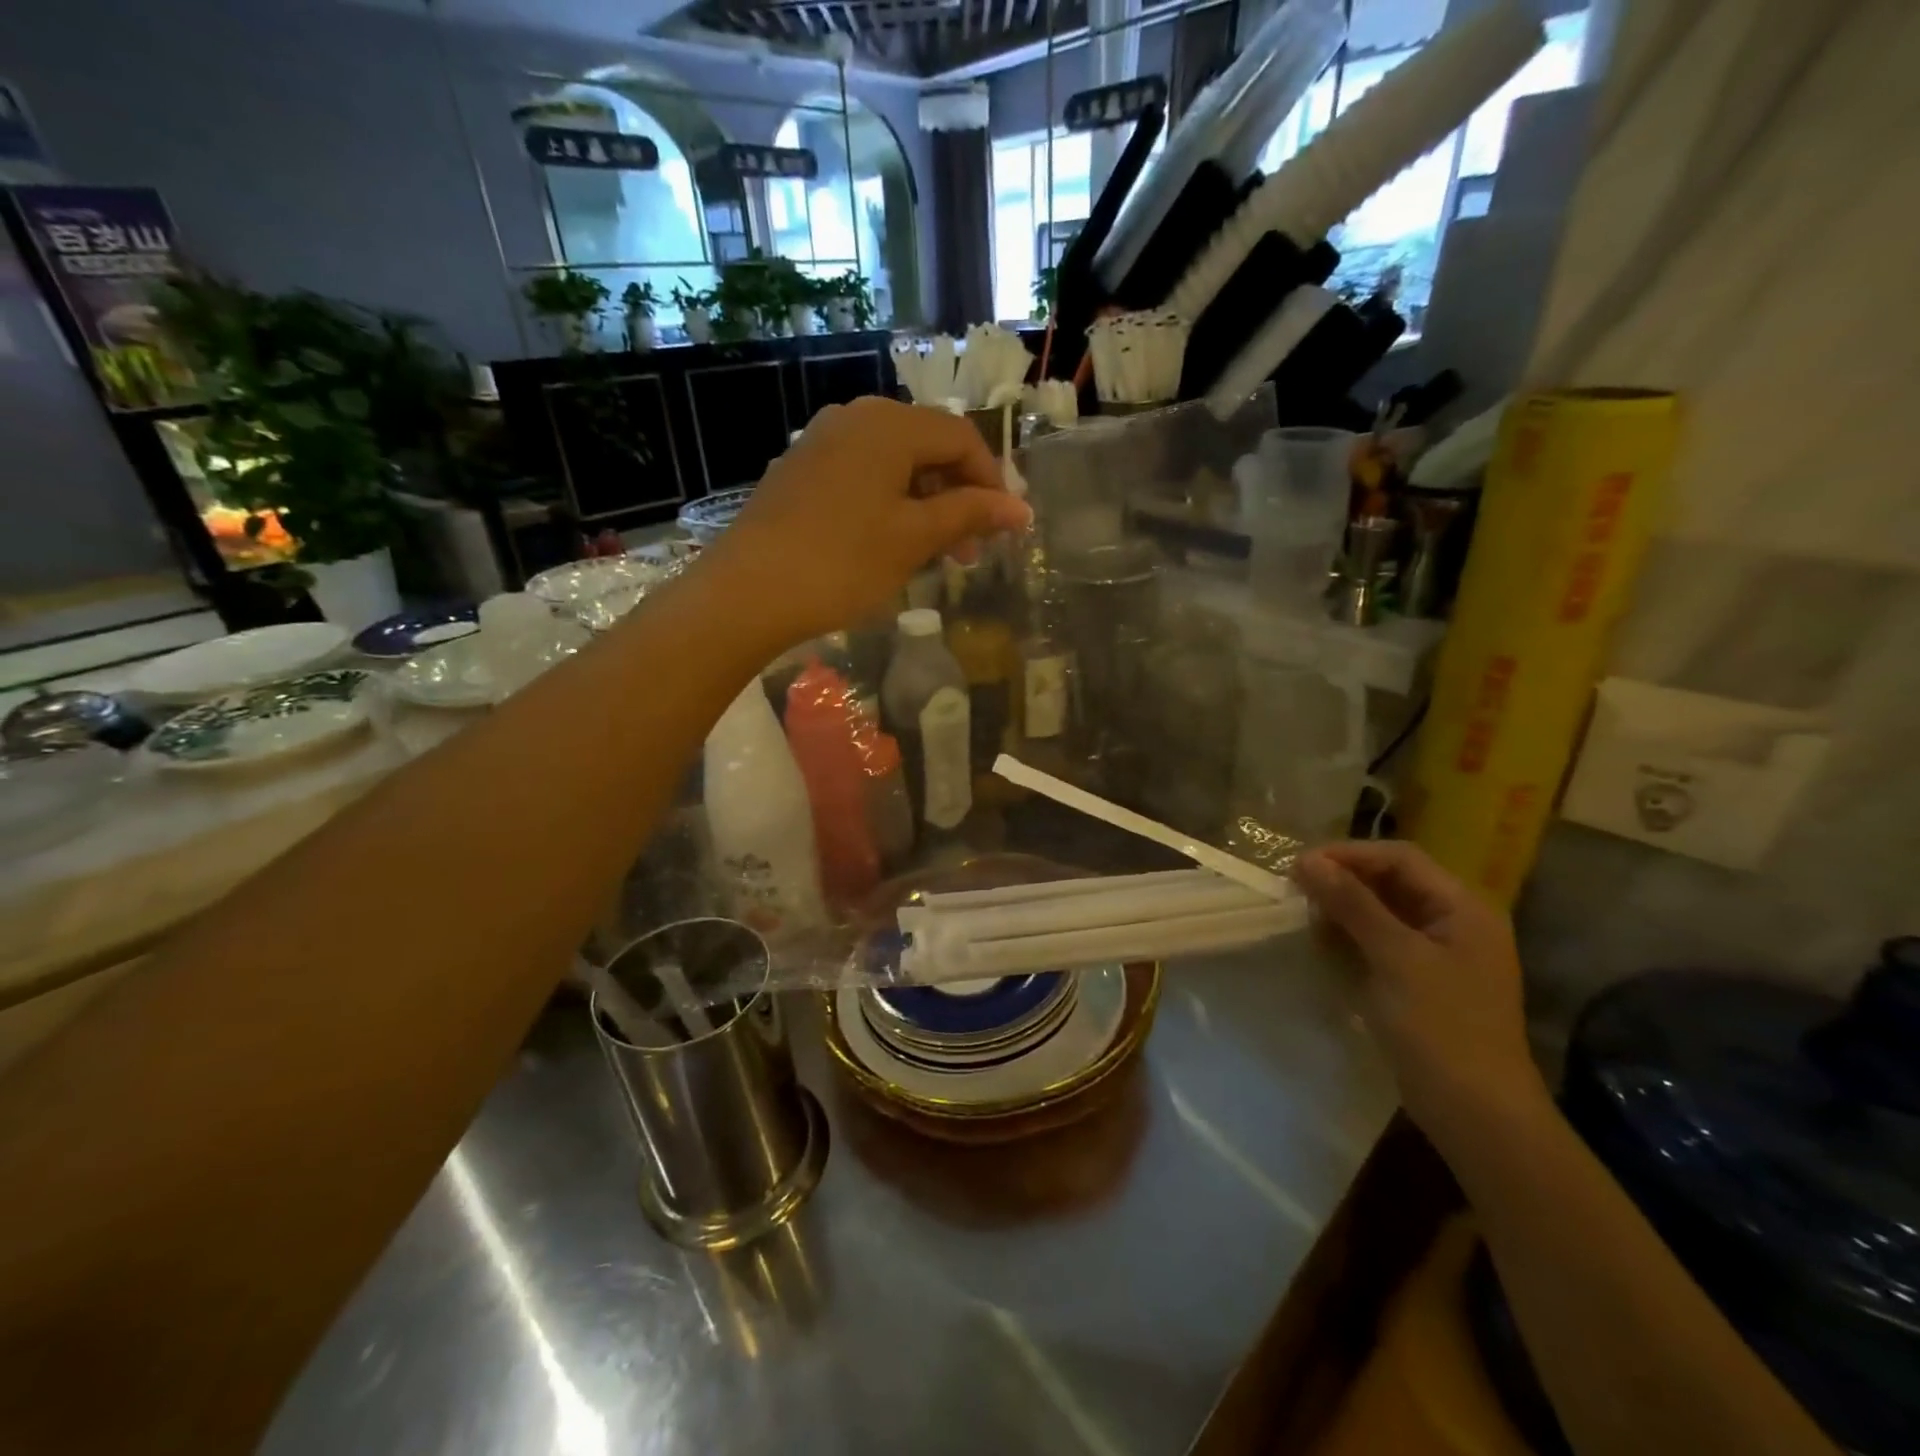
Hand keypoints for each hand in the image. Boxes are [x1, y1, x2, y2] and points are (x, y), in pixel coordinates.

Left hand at [702, 397, 1032, 645]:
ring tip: (936, 555)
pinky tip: (890, 545)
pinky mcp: (800, 472)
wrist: (747, 591)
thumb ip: (970, 514)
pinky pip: (862, 478)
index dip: (992, 482)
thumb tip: (1019, 509)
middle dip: (959, 496)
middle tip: (971, 551)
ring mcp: (821, 443)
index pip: (962, 438)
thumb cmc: (842, 563)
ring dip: (926, 505)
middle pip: (927, 448)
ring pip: (894, 466)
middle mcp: (854, 419)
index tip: (1006, 529)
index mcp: (889, 425)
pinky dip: (890, 506)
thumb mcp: (914, 538)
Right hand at [1290, 840, 1547, 1144]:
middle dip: (1343, 882)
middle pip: (1391, 882)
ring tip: (1305, 919)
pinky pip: (1381, 943)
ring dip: (1343, 910)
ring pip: (1382, 912)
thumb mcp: (1395, 957)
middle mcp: (1454, 923)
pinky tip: (1323, 947)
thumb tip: (1307, 860)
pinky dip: (1351, 938)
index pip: (1400, 858)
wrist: (1477, 1115)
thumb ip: (1352, 903)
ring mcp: (1439, 955)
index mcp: (1463, 908)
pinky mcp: (1421, 982)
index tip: (1300, 866)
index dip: (1349, 855)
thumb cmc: (1441, 1027)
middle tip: (1296, 891)